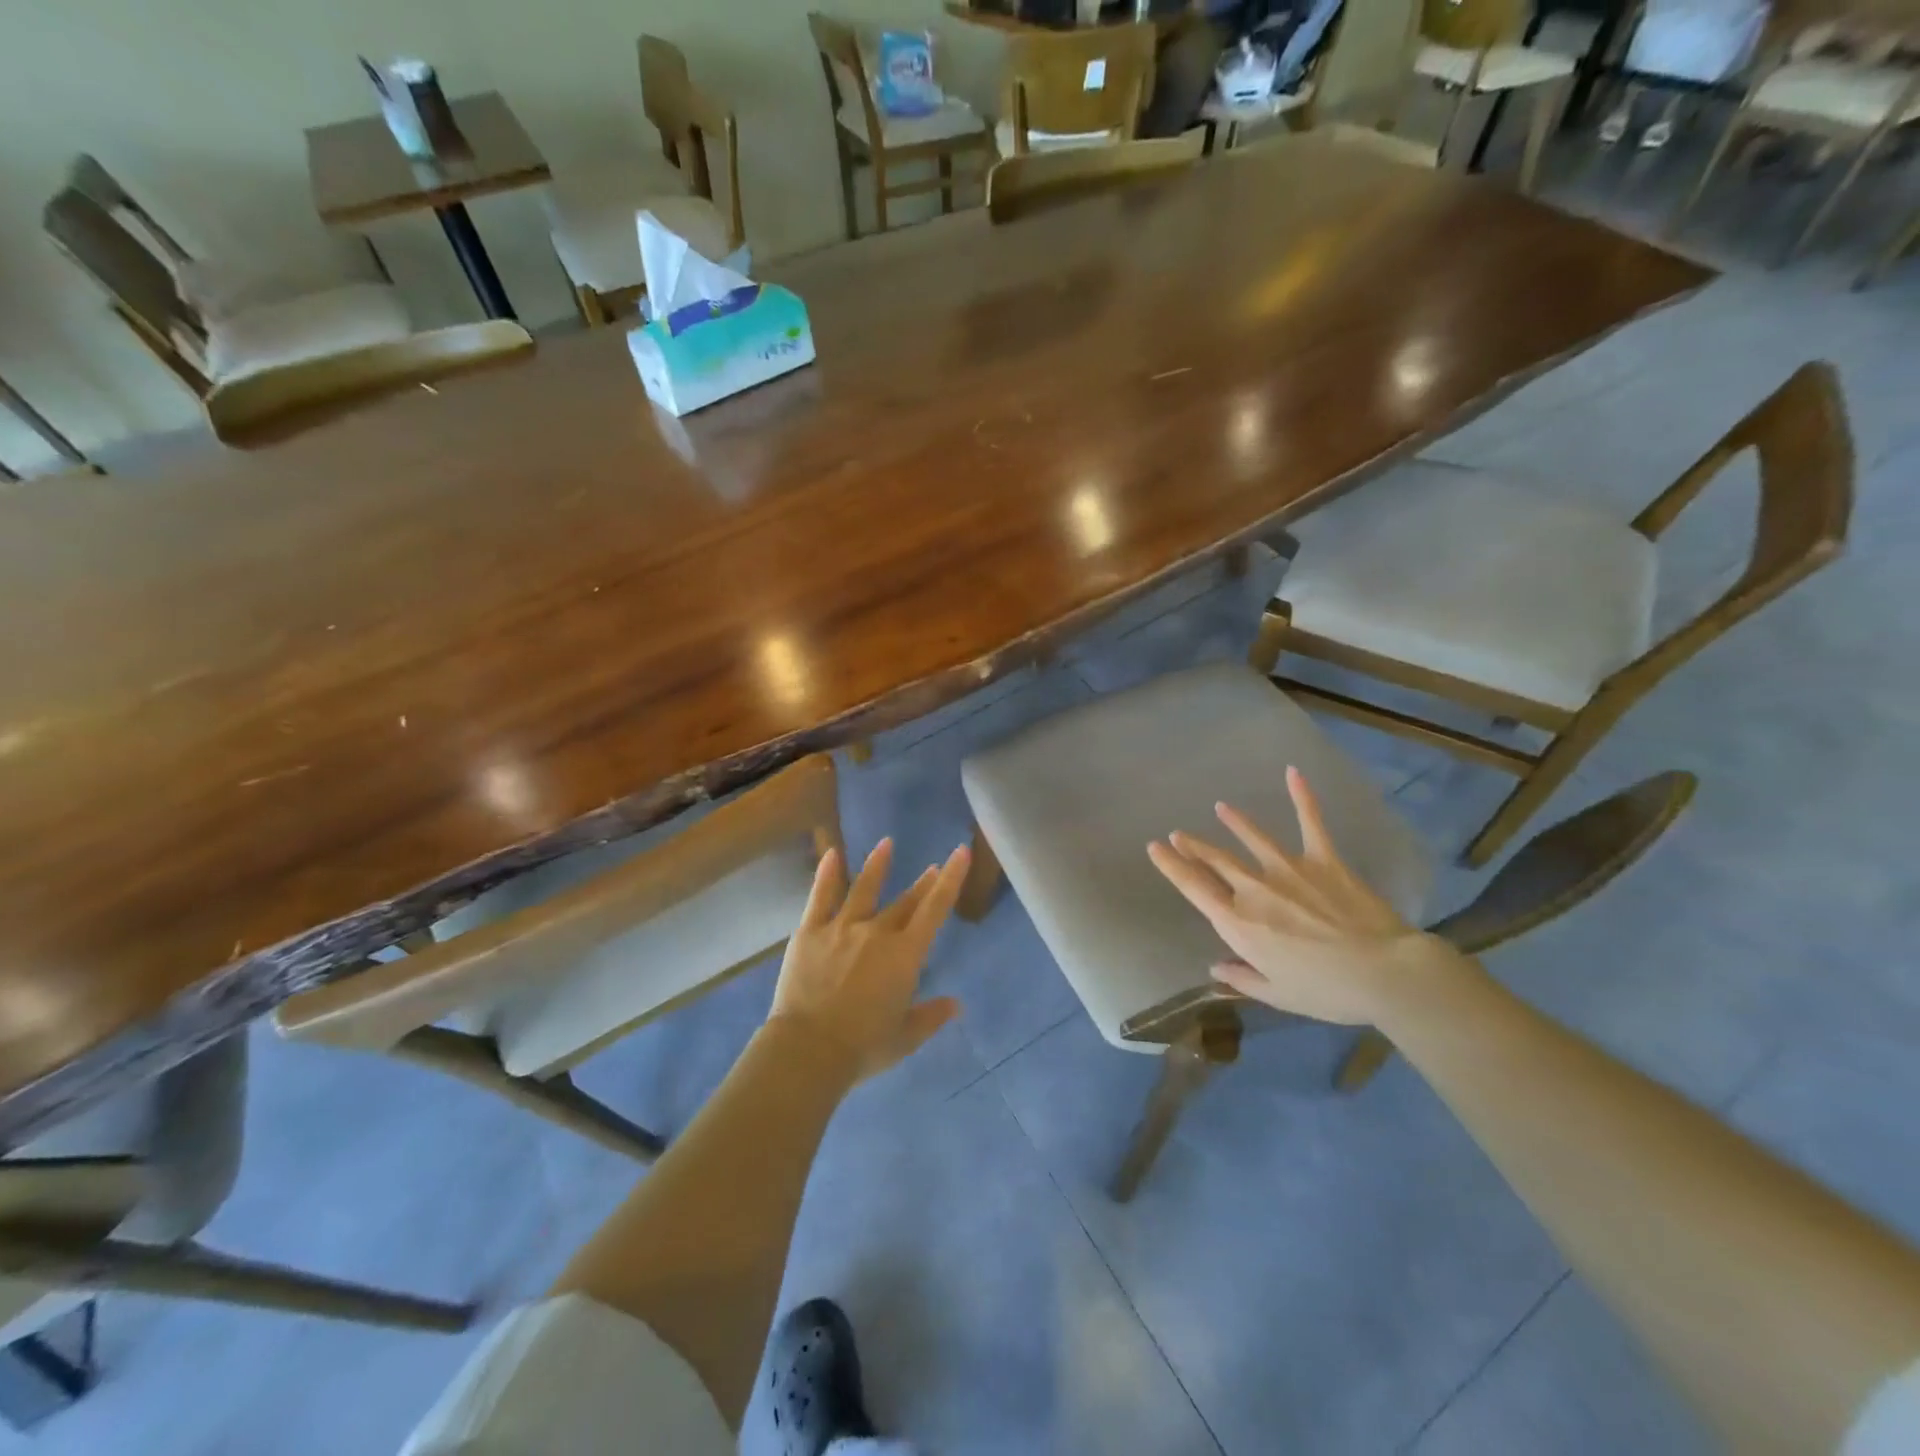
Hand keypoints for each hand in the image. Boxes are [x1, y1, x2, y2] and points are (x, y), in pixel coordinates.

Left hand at [768, 838, 967, 1081]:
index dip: (950, 879)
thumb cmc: (863, 1047)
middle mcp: (877, 932)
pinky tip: (832, 854)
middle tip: (931, 867)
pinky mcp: (810, 932)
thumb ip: (931, 1016)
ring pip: (863, 889)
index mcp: (905, 955)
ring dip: (877, 866)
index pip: (935, 909)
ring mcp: (841, 927)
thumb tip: (956, 1004)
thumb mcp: (905, 1037)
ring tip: (886, 844)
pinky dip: (827, 874)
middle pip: (905, 901)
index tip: (960, 852)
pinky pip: (820, 897)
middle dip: (922, 883)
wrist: (809, 1049)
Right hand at [1146, 767, 1456, 1025]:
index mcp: (1238, 923)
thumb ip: (1242, 978)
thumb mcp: (1277, 995)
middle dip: (1194, 846)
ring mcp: (1289, 869)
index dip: (1171, 866)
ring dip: (1234, 821)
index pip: (1194, 888)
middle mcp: (1254, 889)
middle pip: (1216, 861)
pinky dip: (1302, 797)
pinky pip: (1310, 823)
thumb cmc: (1326, 991)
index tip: (1155, 848)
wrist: (1383, 973)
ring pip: (1252, 838)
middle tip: (1178, 834)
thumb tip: (1216, 966)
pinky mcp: (1324, 860)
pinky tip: (1293, 772)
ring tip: (1220, 808)